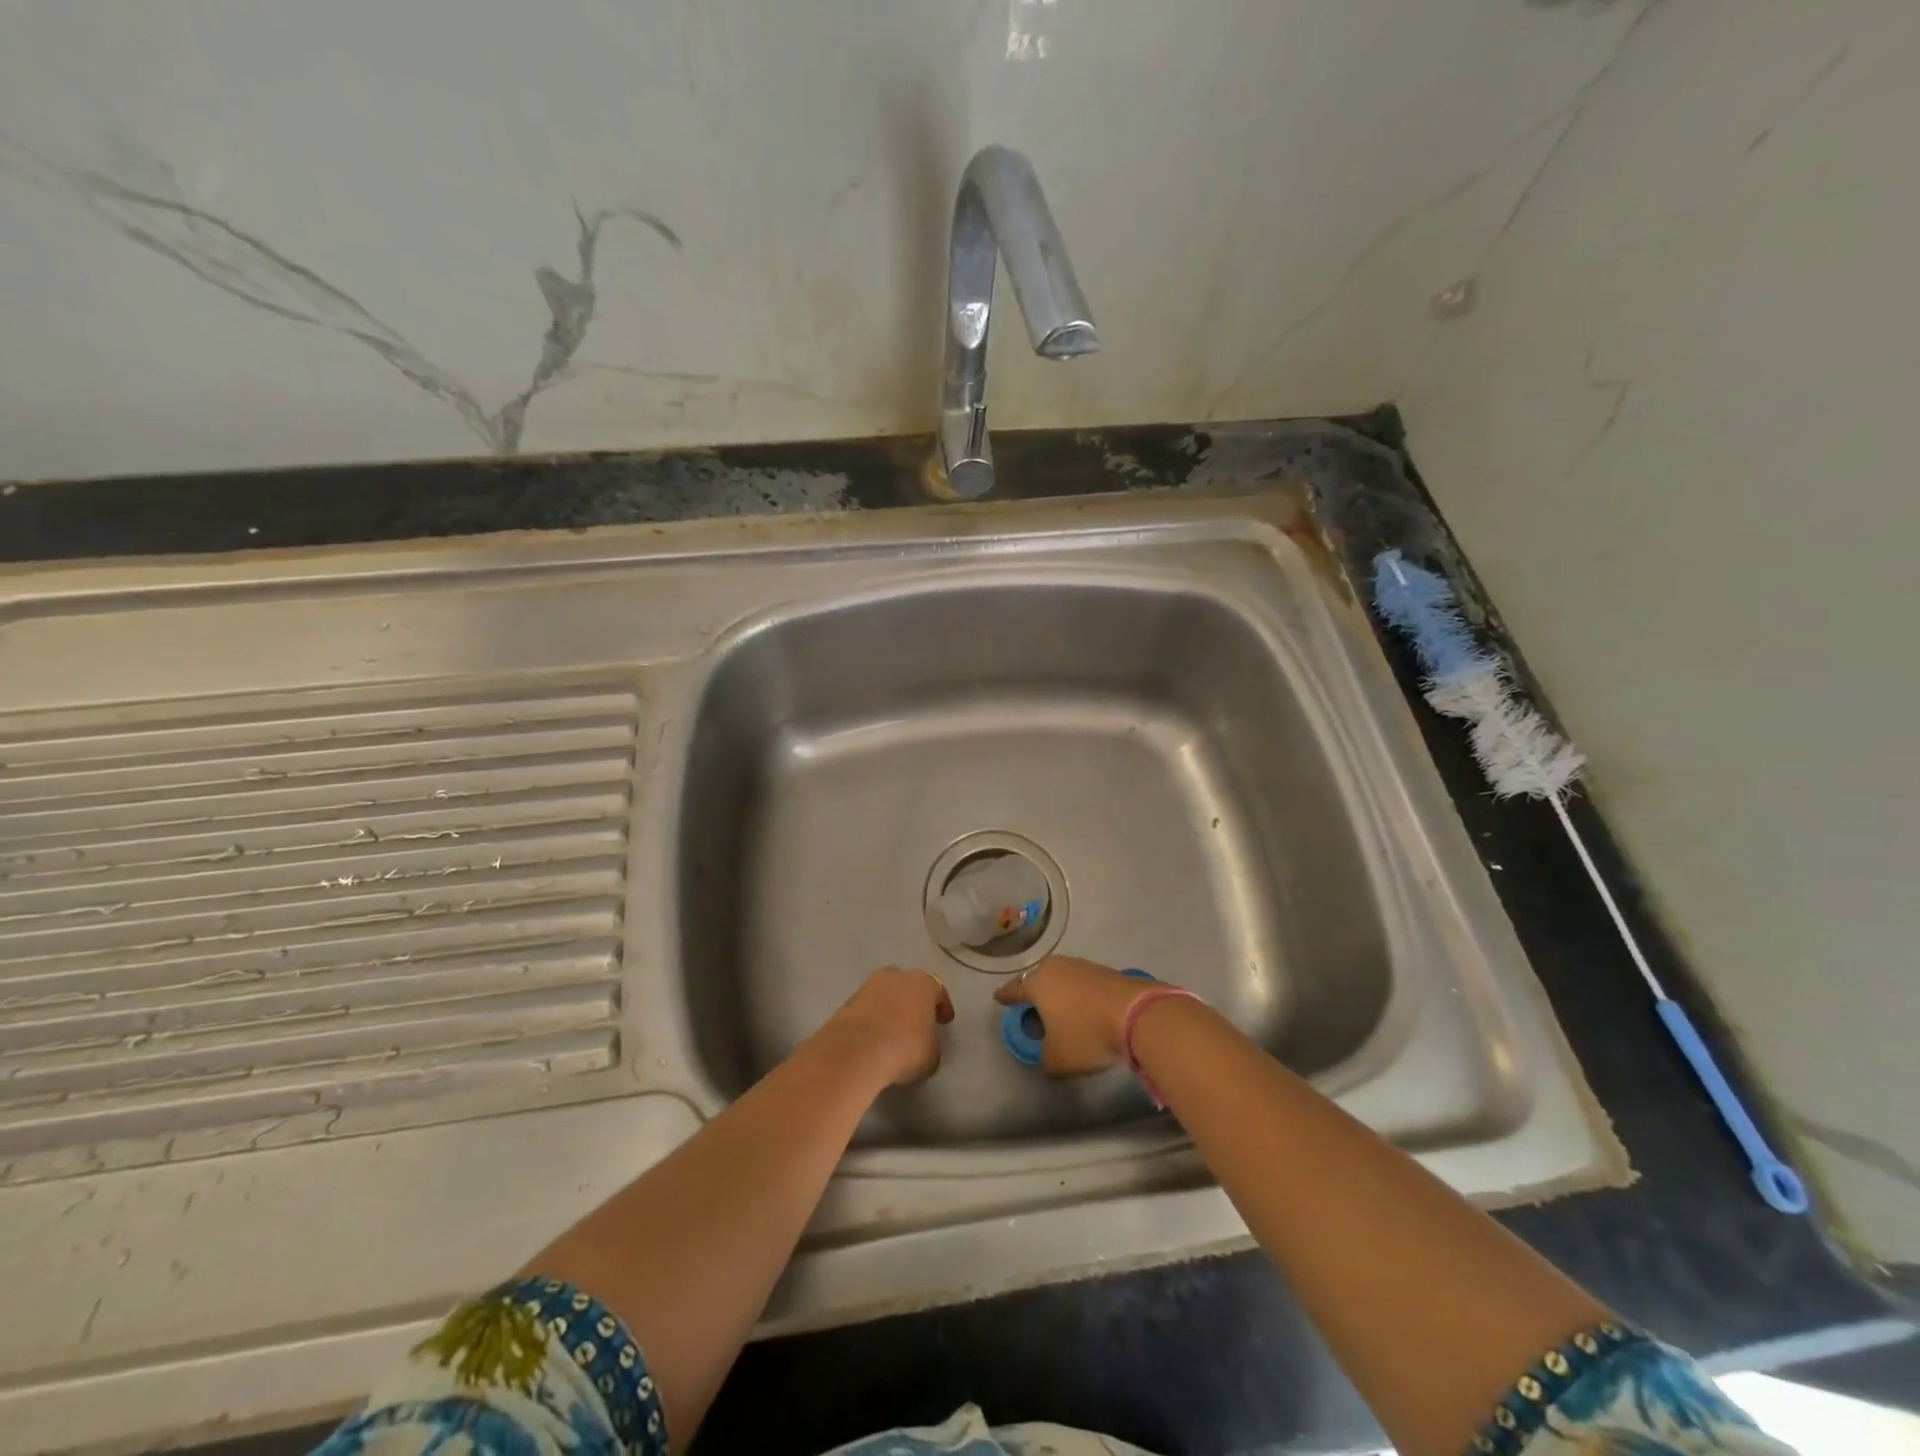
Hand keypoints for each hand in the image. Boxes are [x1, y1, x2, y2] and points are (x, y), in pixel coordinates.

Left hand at [826, 967, 954, 1085]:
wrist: (857, 1050)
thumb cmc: (905, 1048)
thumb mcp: (932, 1054)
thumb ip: (932, 1042)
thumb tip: (924, 1043)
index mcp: (923, 983)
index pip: (938, 990)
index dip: (942, 1007)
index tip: (944, 1022)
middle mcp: (897, 976)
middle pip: (909, 986)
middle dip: (913, 1002)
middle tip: (917, 1022)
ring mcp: (869, 985)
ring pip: (885, 995)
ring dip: (890, 1009)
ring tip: (892, 1032)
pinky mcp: (847, 1001)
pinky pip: (867, 1008)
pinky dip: (872, 1019)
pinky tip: (874, 1038)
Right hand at [993, 956, 1152, 1074]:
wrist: (1137, 1014)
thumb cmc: (1087, 1034)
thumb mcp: (1057, 1058)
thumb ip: (1044, 1056)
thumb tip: (1048, 1052)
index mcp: (1037, 982)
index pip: (1015, 988)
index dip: (1006, 996)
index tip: (999, 998)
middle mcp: (1057, 967)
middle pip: (1040, 980)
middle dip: (1035, 994)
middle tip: (1033, 1010)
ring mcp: (1084, 966)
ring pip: (1063, 980)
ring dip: (1060, 995)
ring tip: (1062, 1014)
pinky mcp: (1107, 972)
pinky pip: (1084, 984)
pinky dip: (1080, 997)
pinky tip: (1085, 1012)